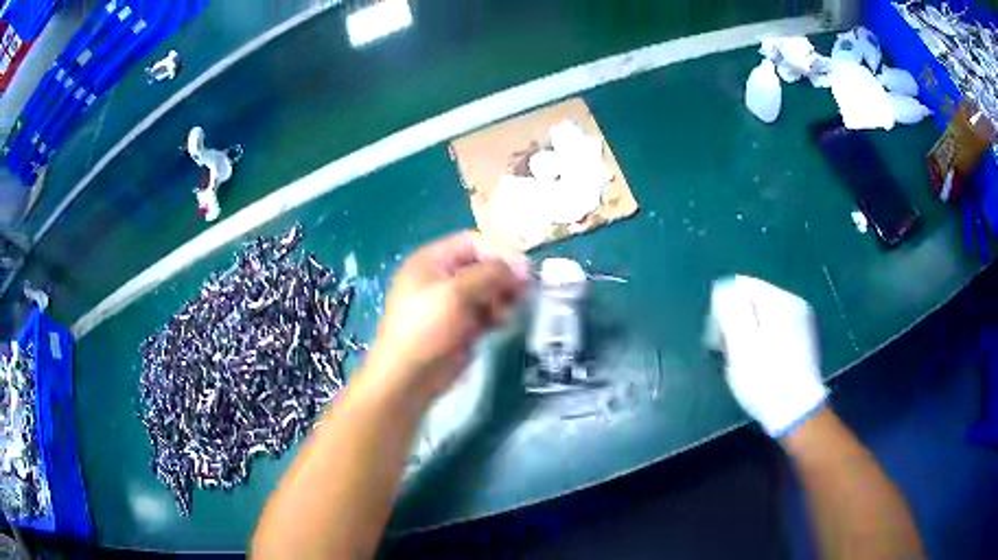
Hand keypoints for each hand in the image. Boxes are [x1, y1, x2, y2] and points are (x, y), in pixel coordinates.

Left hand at [365, 231, 528, 400]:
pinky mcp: (461, 325)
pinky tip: (501, 323)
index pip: (473, 242)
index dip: (499, 252)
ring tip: (508, 311)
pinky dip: (496, 313)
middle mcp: (442, 277)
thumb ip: (490, 274)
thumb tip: (522, 265)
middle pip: (482, 265)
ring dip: (502, 296)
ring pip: (487, 289)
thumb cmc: (426, 328)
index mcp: (432, 260)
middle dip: (503, 276)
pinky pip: (485, 311)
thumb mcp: (456, 293)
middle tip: (523, 291)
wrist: (409, 378)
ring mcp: (451, 302)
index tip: (523, 270)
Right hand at [707, 275, 827, 437]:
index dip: (723, 309)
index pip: (740, 285)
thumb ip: (730, 308)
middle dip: (736, 322)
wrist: (796, 412)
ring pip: (763, 317)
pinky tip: (762, 364)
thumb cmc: (763, 377)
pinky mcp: (804, 341)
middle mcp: (794, 303)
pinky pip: (775, 330)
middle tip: (728, 353)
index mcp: (779, 300)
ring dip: (749, 334)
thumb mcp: (740, 342)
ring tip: (744, 362)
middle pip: (753, 300)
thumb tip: (723, 289)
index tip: (718, 340)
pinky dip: (763, 342)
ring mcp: (802, 322)